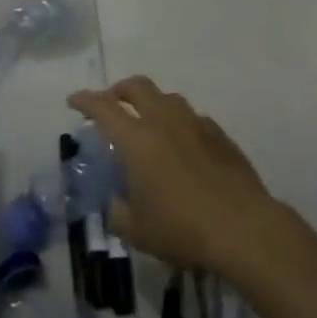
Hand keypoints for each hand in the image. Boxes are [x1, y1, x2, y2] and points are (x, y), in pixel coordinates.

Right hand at [66, 77, 277, 275]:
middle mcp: (164, 121)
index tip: (74, 101)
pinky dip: (179, 122)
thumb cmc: (182, 228)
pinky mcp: (220, 135)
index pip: (103, 107)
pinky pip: (193, 117)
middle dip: (119, 90)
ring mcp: (196, 124)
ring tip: (147, 123)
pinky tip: (182, 144)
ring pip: (168, 98)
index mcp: (137, 139)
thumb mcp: (137, 231)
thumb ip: (118, 211)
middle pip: (137, 87)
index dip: (85, 100)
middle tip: (110, 103)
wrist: (243, 227)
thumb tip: (116, 201)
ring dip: (151, 103)